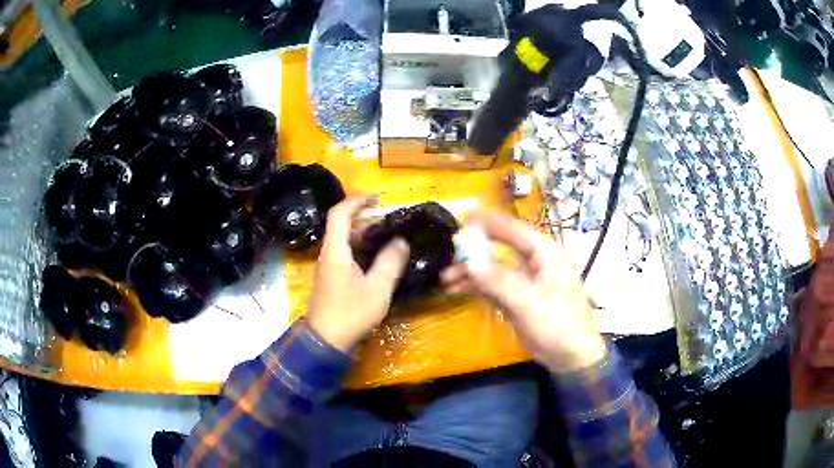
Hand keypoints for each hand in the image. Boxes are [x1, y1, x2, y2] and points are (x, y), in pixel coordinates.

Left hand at [308, 196, 410, 351]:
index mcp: (335, 251)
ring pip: (345, 242)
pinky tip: (380, 260)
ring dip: (365, 236)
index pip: (339, 214)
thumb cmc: (351, 313)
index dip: (356, 201)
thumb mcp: (377, 289)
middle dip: (367, 219)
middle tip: (392, 223)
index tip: (377, 199)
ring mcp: (328, 267)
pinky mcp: (332, 279)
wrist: (326, 341)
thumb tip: (401, 241)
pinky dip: (362, 251)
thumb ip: (390, 262)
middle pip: (343, 226)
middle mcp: (328, 254)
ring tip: (390, 239)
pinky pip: (346, 255)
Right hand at [441, 212, 605, 372]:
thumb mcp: (527, 302)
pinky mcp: (519, 300)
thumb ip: (498, 281)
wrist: (571, 357)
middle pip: (500, 249)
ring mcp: (526, 282)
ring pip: (495, 270)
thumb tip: (469, 261)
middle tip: (447, 253)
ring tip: (445, 278)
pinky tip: (457, 290)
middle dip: (474, 252)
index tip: (463, 215)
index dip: (489, 221)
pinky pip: (495, 288)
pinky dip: (478, 288)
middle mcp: (535, 263)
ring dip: (472, 273)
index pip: (514, 229)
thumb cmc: (557, 324)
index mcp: (545, 254)